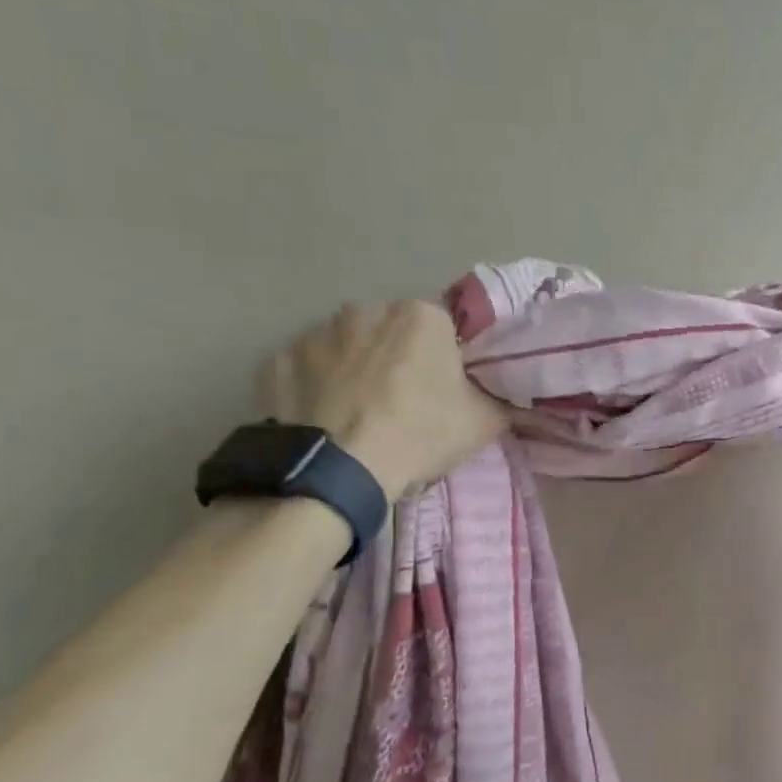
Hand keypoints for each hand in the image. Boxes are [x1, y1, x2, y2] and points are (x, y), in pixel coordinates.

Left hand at [258, 300, 505, 500]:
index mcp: (421, 317)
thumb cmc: (420, 434)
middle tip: (404, 403)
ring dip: (355, 369)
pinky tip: (325, 419)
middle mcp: (366, 310)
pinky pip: (307, 370)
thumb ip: (499, 398)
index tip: (444, 391)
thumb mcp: (484, 422)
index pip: (442, 329)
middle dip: (398, 358)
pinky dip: (316, 387)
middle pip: (391, 333)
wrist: (339, 471)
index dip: (445, 361)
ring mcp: (316, 333)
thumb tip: (505, 395)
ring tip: (359, 414)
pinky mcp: (277, 360)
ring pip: (346, 348)